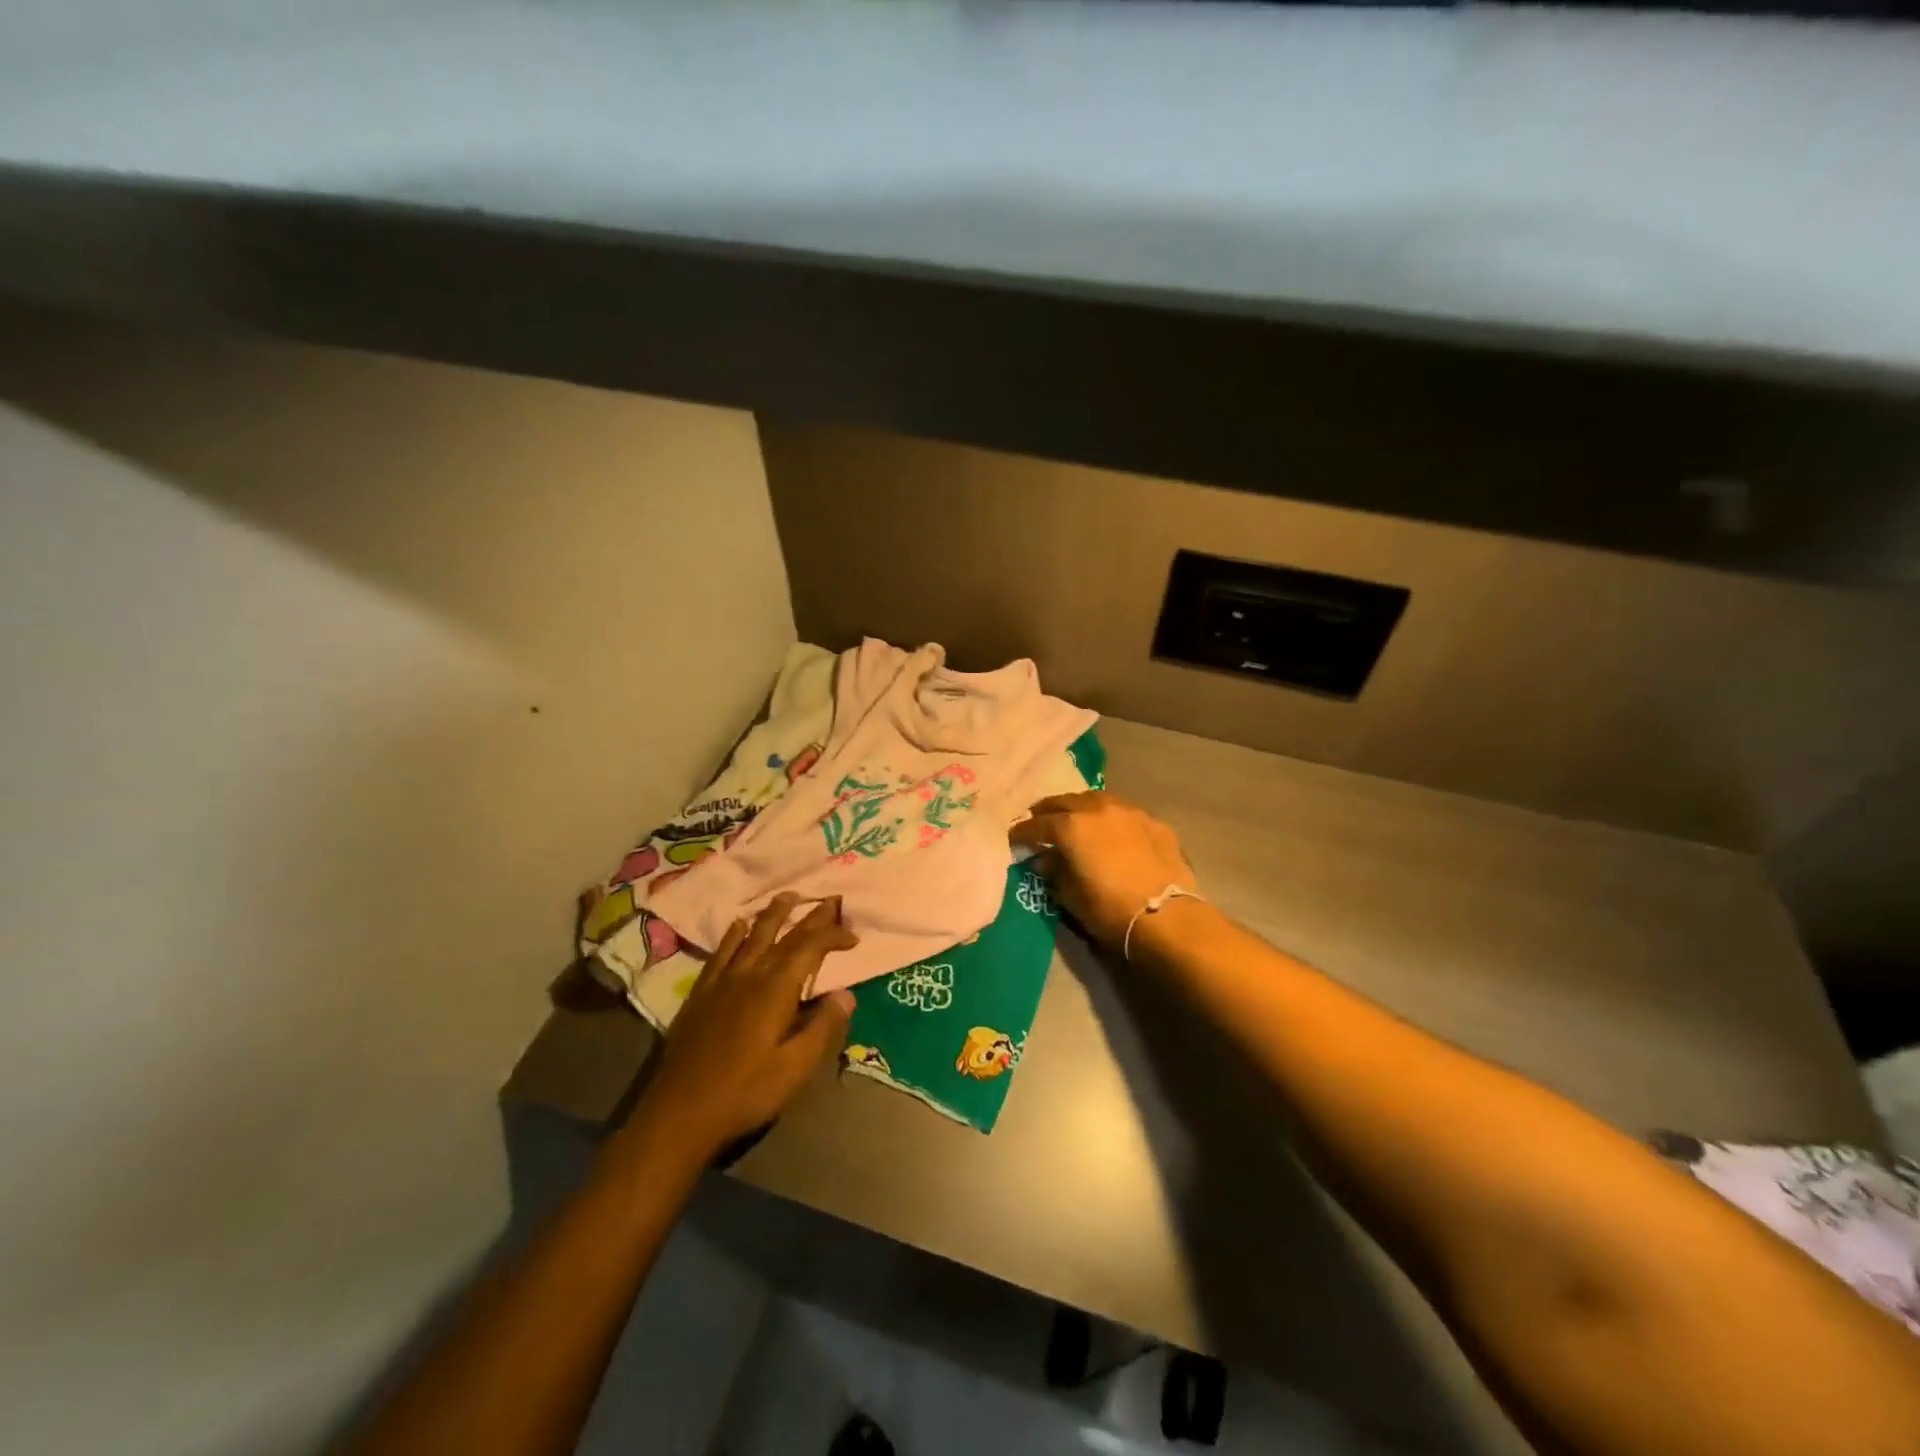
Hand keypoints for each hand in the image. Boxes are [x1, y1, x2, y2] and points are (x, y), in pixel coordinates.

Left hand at [640, 893, 857, 1153]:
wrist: (680, 1112)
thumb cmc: (745, 1093)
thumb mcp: (795, 1068)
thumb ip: (823, 1028)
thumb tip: (847, 994)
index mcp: (776, 990)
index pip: (810, 948)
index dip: (833, 936)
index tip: (854, 937)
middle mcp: (750, 974)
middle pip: (784, 935)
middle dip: (810, 916)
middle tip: (830, 899)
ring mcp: (722, 981)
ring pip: (752, 936)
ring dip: (773, 914)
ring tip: (787, 896)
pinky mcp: (701, 994)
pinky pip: (721, 953)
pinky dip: (733, 935)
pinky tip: (738, 925)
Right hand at [1010, 793, 1199, 949]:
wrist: (1167, 918)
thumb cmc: (1110, 910)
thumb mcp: (1071, 896)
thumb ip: (1055, 872)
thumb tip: (1046, 860)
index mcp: (1072, 826)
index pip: (1038, 824)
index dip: (1022, 832)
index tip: (1014, 838)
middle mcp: (1098, 809)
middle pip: (1065, 802)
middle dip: (1049, 811)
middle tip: (1040, 821)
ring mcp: (1130, 812)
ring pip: (1097, 799)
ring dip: (1081, 807)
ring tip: (1076, 819)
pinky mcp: (1155, 822)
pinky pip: (1125, 813)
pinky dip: (1112, 819)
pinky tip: (1113, 832)